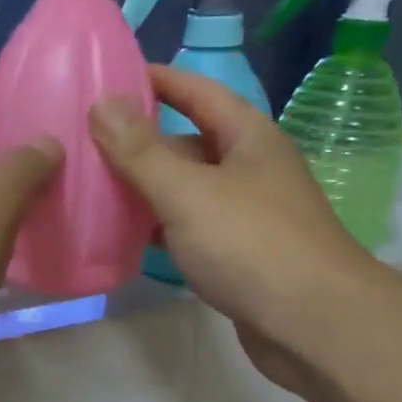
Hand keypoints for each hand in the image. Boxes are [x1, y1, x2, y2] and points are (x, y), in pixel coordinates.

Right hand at [90, 66, 374, 397]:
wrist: (312, 324)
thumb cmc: (251, 245)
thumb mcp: (188, 192)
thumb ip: (141, 152)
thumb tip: (103, 102)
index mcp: (249, 137)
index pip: (199, 92)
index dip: (158, 81)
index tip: (112, 77)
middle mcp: (252, 169)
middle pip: (190, 144)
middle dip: (143, 143)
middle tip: (89, 144)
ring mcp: (250, 216)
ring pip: (190, 192)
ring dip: (149, 190)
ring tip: (97, 190)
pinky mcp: (242, 257)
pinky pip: (194, 231)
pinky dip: (163, 230)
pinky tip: (130, 238)